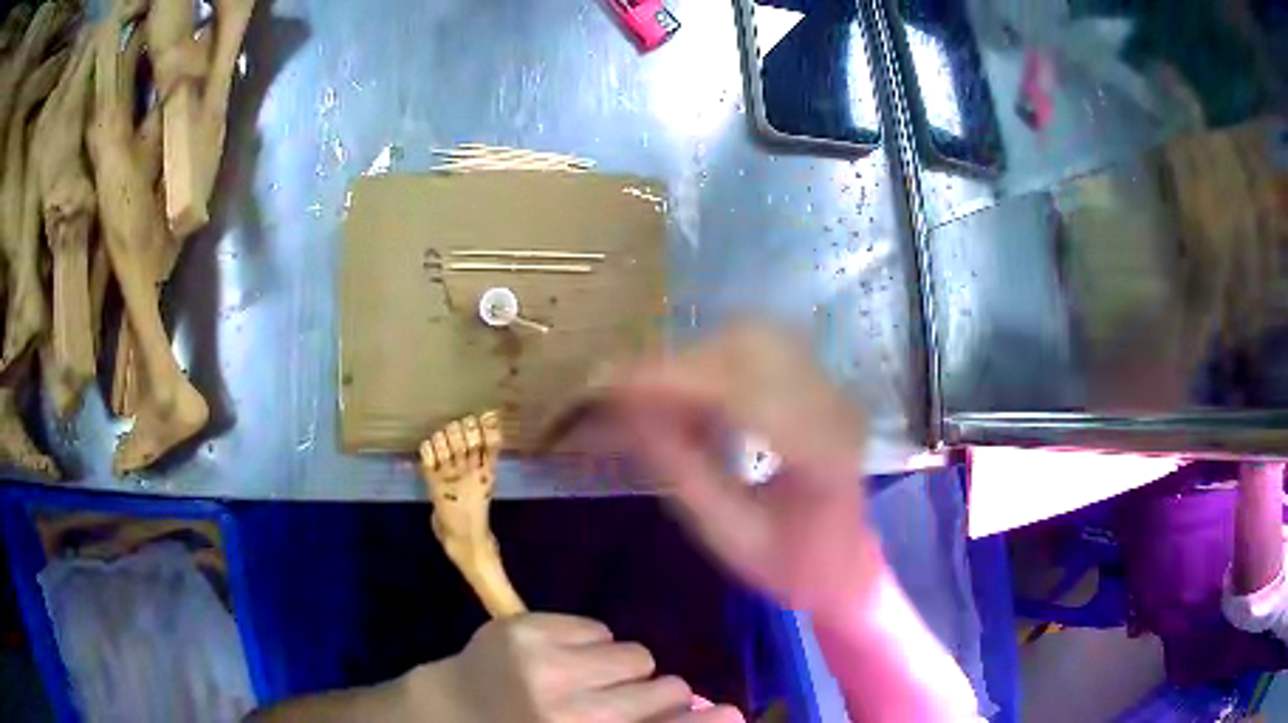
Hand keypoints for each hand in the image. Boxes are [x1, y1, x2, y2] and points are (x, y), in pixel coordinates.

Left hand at [419, 613, 742, 722]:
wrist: (450, 709)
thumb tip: (719, 713)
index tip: (736, 714)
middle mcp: (573, 712)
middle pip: (669, 687)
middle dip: (657, 694)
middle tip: (623, 701)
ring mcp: (546, 666)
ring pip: (636, 653)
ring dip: (621, 669)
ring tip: (587, 680)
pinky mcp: (525, 628)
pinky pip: (597, 628)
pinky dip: (587, 645)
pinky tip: (559, 660)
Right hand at [596, 323, 881, 617]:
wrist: (847, 564)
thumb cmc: (792, 565)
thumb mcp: (730, 538)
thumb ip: (683, 474)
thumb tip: (628, 414)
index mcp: (824, 454)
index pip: (745, 393)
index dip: (674, 381)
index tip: (614, 387)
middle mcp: (835, 406)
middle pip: (752, 347)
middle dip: (680, 363)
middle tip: (627, 395)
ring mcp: (833, 389)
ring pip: (754, 338)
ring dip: (695, 358)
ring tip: (655, 397)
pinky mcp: (820, 384)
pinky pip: (759, 350)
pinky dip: (713, 361)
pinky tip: (691, 394)